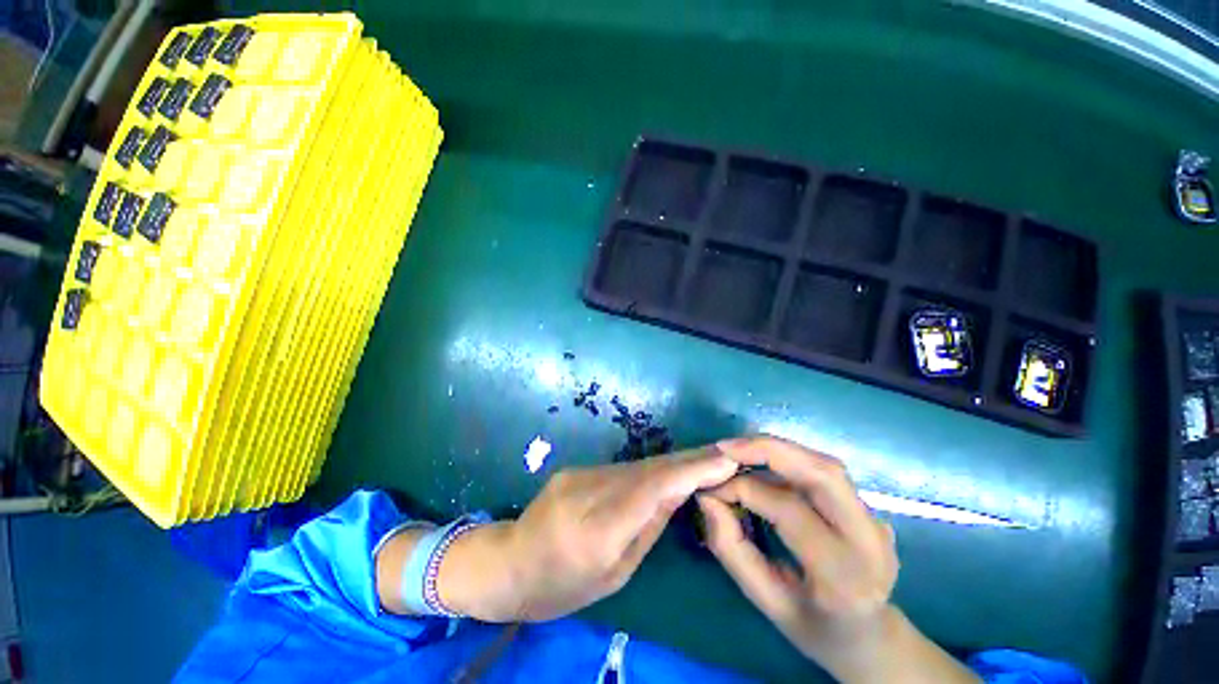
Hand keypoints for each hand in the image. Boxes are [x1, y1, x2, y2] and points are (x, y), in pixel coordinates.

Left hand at [441, 448, 738, 621]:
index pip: (652, 489)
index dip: (691, 471)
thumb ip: (647, 528)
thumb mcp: (613, 574)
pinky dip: (650, 470)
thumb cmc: (560, 588)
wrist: (508, 563)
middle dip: (689, 460)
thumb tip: (678, 493)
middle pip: (648, 469)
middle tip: (724, 452)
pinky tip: (668, 470)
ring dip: (672, 463)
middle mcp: (588, 491)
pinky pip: (623, 469)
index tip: (724, 459)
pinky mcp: (576, 469)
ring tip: (704, 460)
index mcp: (596, 530)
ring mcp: (580, 475)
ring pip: (638, 466)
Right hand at [699, 436, 977, 682]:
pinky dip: (790, 460)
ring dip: (778, 450)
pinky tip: (764, 463)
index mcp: (842, 575)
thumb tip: (706, 498)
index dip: (743, 488)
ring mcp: (875, 521)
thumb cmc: (816, 628)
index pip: (788, 509)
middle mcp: (869, 540)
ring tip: (739, 451)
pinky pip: (826, 473)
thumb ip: (732, 549)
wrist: (872, 639)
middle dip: (767, 449)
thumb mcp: (766, 601)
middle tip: (725, 448)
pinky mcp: (870, 509)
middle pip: (821, 472)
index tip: (712, 487)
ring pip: (825, 465)